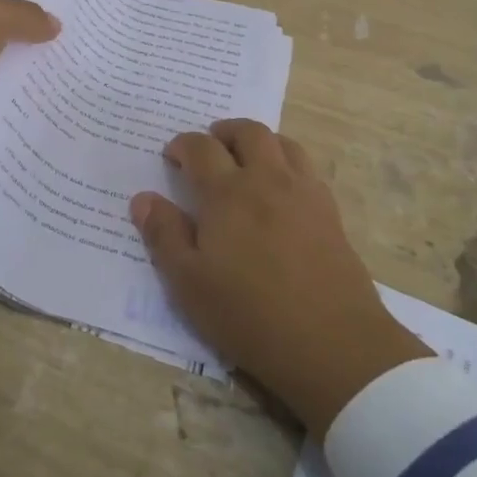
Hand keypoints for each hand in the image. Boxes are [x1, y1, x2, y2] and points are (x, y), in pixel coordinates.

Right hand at [130, 120, 431, 436]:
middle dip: (223, 132)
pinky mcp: (330, 212)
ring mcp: (304, 193)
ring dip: (259, 141)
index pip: (200, 148)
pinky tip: (281, 188)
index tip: (172, 156)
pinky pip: (307, 168)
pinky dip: (288, 162)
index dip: (182, 145)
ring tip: (246, 160)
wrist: (333, 344)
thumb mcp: (189, 284)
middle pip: (248, 133)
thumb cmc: (250, 315)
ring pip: (283, 143)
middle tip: (210, 147)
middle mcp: (267, 180)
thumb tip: (143, 198)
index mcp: (227, 193)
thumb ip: (164, 235)